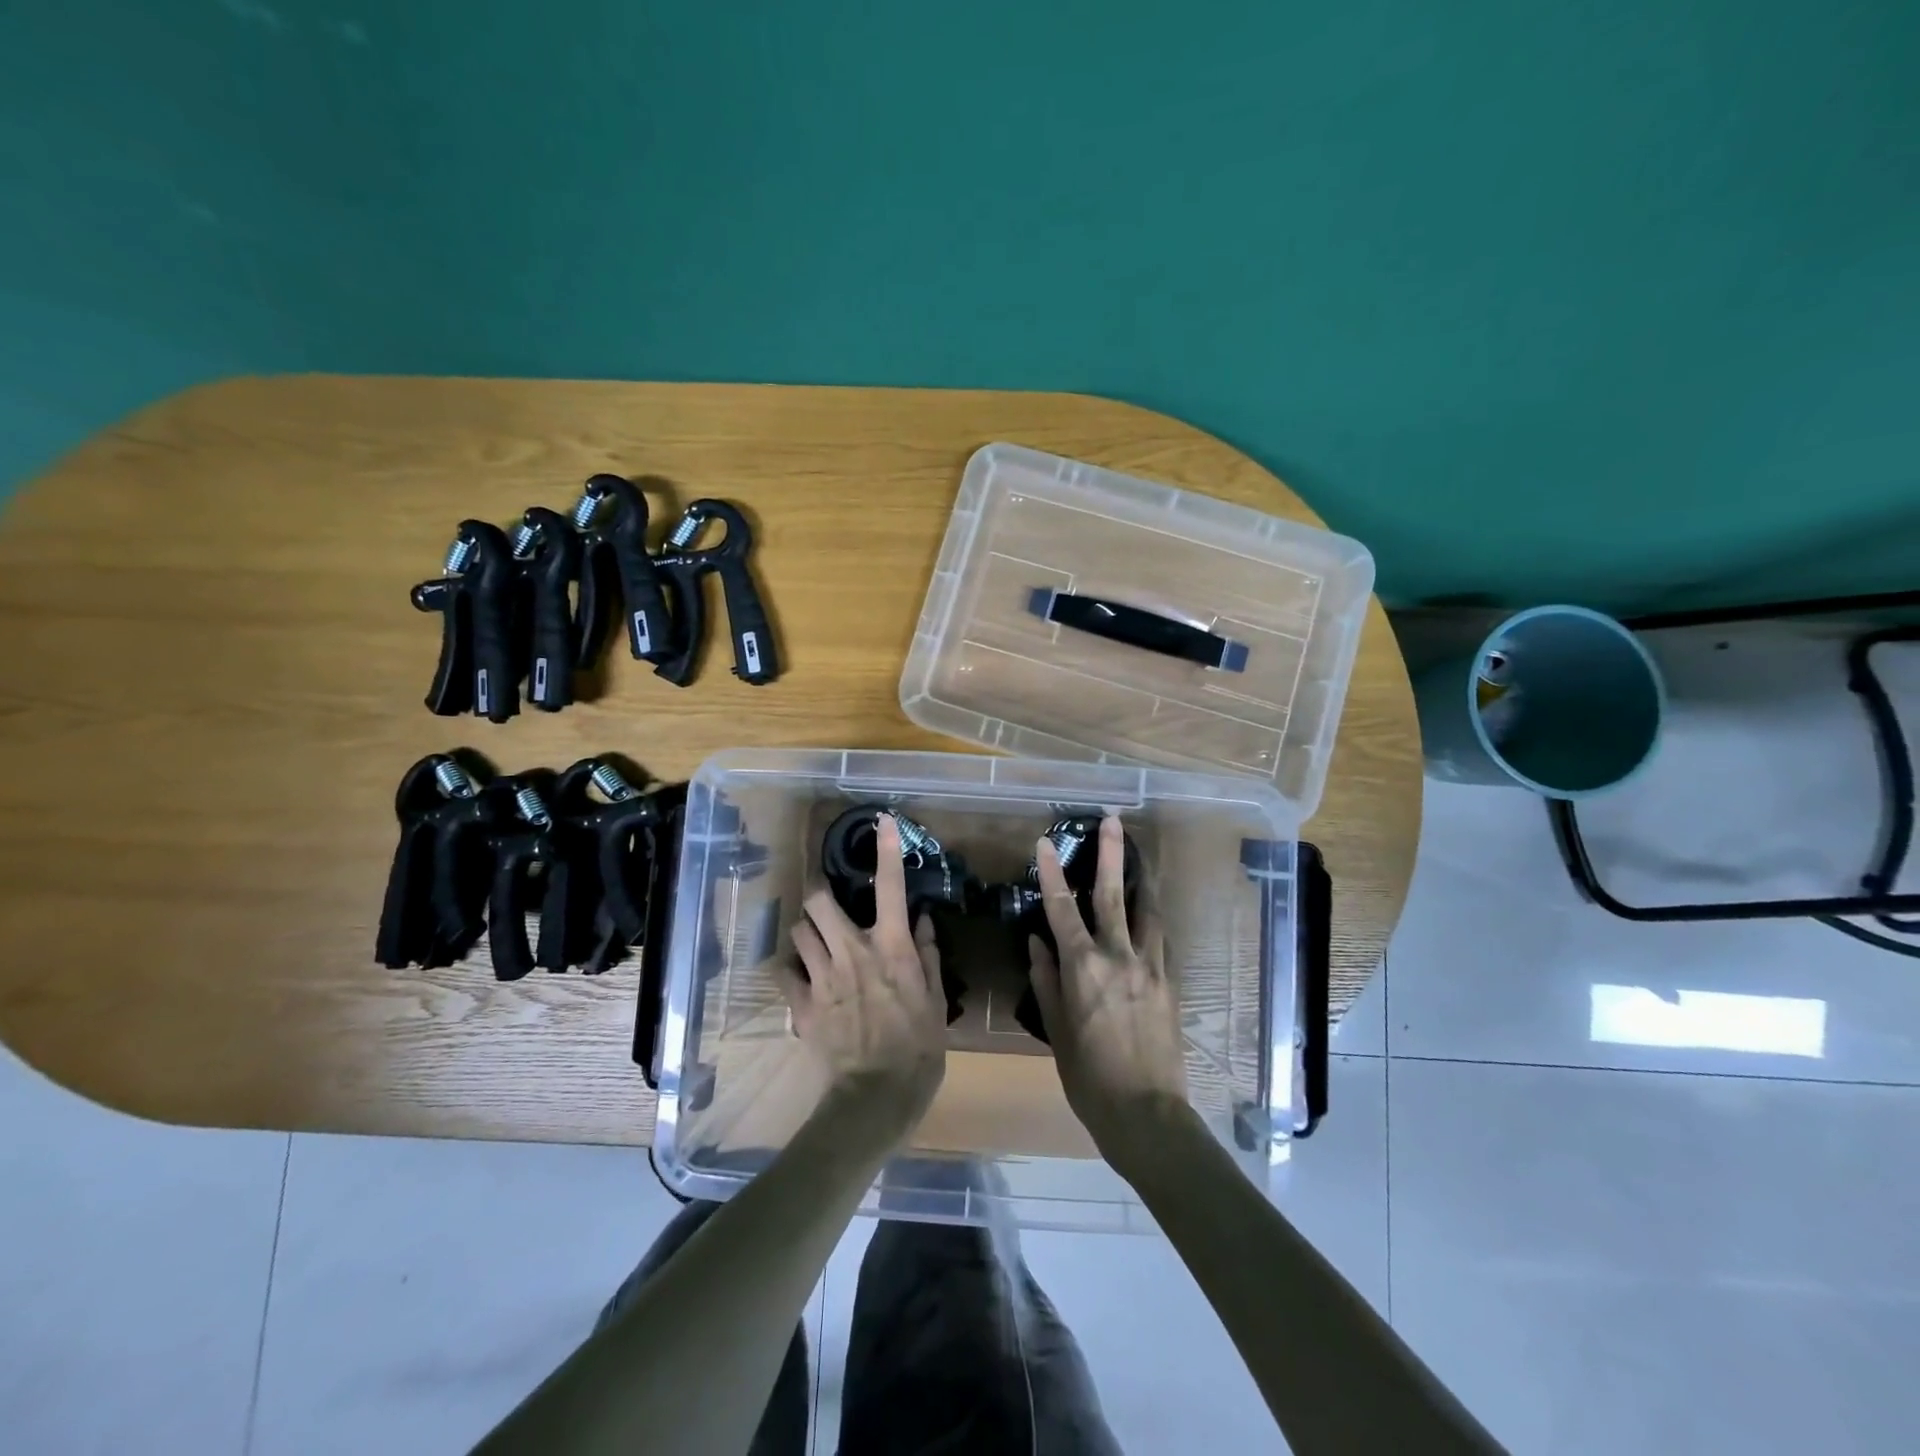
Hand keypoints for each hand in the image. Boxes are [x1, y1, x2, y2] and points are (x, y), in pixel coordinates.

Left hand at [780, 815, 946, 1138]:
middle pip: (820, 899)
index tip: (883, 821)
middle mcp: (853, 951)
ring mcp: (823, 976)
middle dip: (821, 895)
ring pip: (799, 930)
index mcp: (891, 947)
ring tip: (816, 942)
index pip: (891, 887)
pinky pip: (784, 971)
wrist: (876, 1097)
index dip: (887, 849)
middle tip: (830, 905)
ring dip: (807, 931)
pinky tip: (802, 977)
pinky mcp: (802, 1003)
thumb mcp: (936, 1001)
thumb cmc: (919, 1048)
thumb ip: (927, 955)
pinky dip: (791, 969)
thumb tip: (920, 921)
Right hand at [1028, 816, 1188, 1162]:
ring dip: (1141, 882)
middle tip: (1112, 821)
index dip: (1052, 874)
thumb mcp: (1057, 1030)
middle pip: (1113, 895)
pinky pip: (1160, 940)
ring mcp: (1150, 967)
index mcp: (1083, 968)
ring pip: (1147, 912)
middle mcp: (1118, 957)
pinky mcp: (1170, 982)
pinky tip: (1150, 914)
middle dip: (1110, 855)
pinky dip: (1152, 920)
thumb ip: (1046, 980)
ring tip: (1140, 859)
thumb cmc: (1089, 1077)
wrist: (1146, 1114)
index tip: (1045, 843)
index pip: (1062, 909)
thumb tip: (1036, 943)